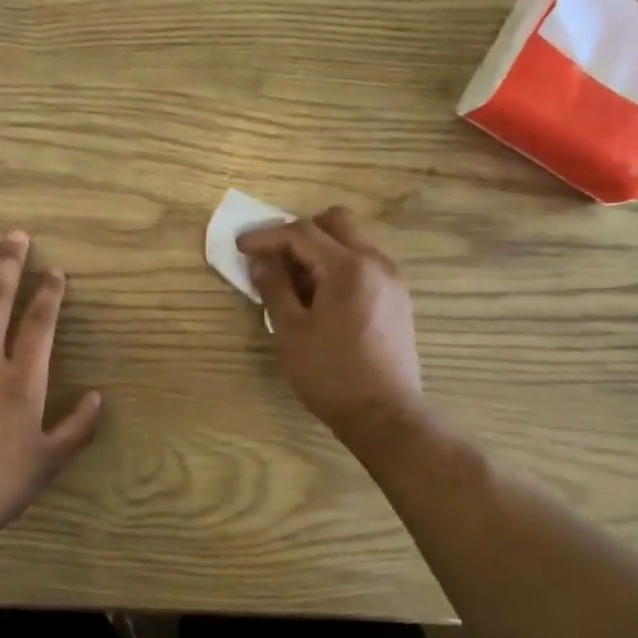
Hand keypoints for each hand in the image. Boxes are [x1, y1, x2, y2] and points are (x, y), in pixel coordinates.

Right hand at [236, 207, 424, 440]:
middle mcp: (376, 263)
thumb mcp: (291, 332)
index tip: (240, 246)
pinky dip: (338, 266)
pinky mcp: (397, 298)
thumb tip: (261, 262)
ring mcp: (391, 280)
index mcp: (348, 267)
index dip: (266, 236)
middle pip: (335, 222)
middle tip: (272, 257)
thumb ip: (274, 289)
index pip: (301, 233)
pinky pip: (363, 264)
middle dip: (298, 233)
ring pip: (352, 242)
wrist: (385, 415)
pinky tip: (320, 297)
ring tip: (293, 282)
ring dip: (319, 250)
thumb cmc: (331, 374)